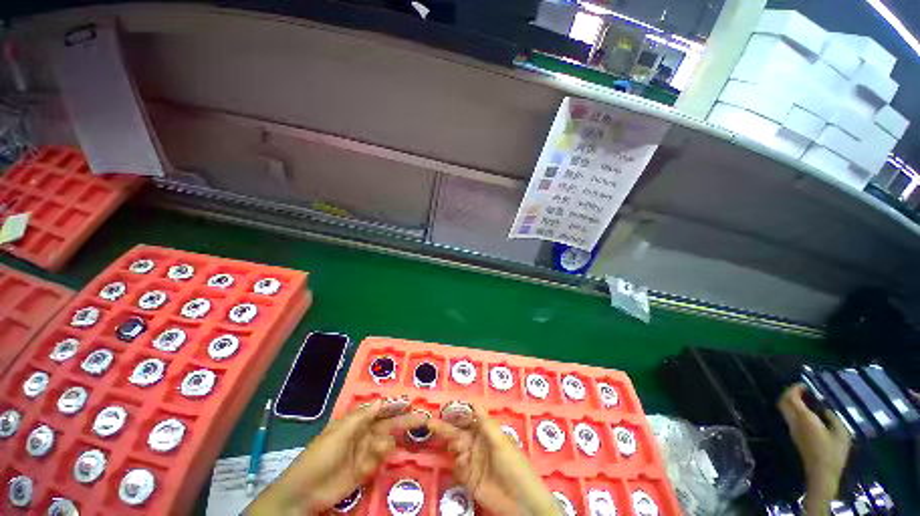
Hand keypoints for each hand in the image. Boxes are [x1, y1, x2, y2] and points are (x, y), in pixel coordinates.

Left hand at [246, 400, 425, 515]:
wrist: (305, 492)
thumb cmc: (321, 455)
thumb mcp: (340, 432)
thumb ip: (362, 416)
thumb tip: (382, 400)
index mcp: (356, 421)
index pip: (380, 409)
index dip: (394, 405)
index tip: (410, 402)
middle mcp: (364, 433)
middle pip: (388, 424)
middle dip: (404, 420)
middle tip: (423, 418)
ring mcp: (366, 451)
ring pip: (386, 440)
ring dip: (389, 441)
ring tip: (379, 448)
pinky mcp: (367, 469)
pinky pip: (381, 458)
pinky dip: (383, 455)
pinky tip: (379, 455)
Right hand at [429, 405, 559, 515]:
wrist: (521, 503)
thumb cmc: (514, 465)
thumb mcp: (501, 442)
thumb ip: (485, 423)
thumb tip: (474, 402)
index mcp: (486, 432)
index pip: (468, 419)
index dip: (456, 413)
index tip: (444, 408)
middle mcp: (477, 444)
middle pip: (458, 433)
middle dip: (444, 427)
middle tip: (429, 422)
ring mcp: (472, 462)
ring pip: (456, 449)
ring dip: (453, 446)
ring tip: (456, 448)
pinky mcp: (469, 479)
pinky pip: (457, 468)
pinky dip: (457, 466)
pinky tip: (463, 467)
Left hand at [778, 384, 850, 512]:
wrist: (821, 473)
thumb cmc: (833, 452)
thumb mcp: (840, 432)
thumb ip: (831, 417)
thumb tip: (824, 408)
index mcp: (804, 418)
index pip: (790, 398)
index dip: (794, 388)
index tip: (804, 384)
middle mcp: (794, 422)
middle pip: (783, 402)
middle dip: (790, 392)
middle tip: (804, 390)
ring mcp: (792, 429)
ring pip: (784, 409)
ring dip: (791, 401)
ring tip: (808, 399)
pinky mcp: (795, 436)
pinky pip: (789, 417)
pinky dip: (794, 409)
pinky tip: (808, 411)